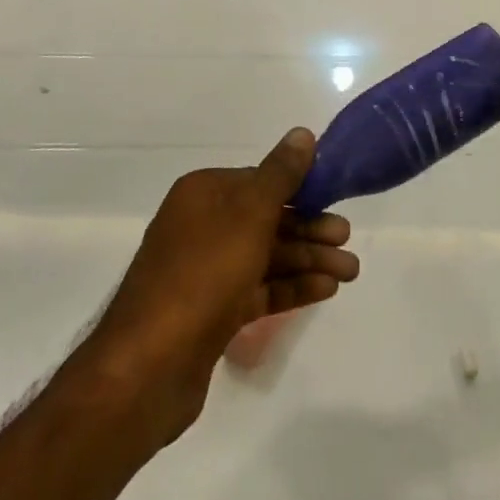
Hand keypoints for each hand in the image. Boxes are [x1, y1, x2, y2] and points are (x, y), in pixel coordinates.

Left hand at [77, 129, 359, 447]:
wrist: (149, 367)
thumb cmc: (202, 274)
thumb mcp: (249, 214)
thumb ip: (280, 175)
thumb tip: (302, 133)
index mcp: (203, 193)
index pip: (260, 180)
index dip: (300, 189)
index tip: (335, 198)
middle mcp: (201, 226)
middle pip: (266, 219)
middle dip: (309, 229)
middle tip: (347, 240)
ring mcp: (205, 271)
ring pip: (266, 256)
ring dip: (307, 261)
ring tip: (350, 272)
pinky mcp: (211, 313)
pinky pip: (258, 290)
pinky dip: (290, 288)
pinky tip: (325, 290)